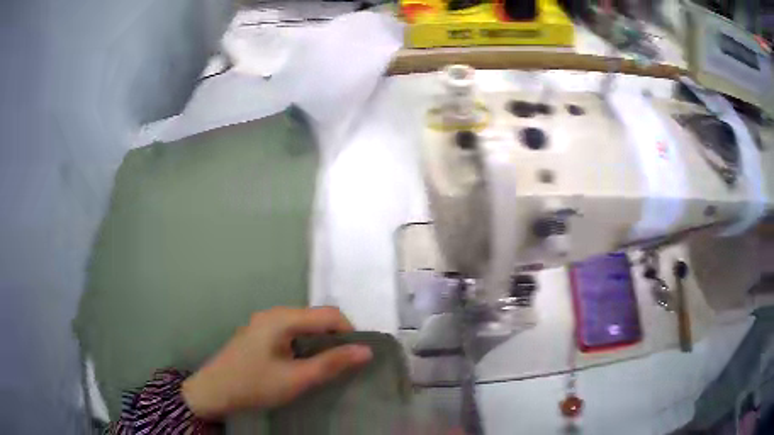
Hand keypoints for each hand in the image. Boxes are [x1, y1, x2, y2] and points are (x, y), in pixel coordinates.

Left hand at [182, 306, 371, 418]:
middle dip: (335, 337)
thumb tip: (366, 350)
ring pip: (303, 325)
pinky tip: (302, 364)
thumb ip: (331, 363)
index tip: (358, 356)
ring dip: (319, 342)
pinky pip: (289, 332)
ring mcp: (263, 323)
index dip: (349, 332)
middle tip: (344, 363)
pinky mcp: (258, 334)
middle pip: (315, 317)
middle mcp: (273, 314)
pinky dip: (304, 344)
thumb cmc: (254, 385)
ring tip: (326, 366)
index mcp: (282, 318)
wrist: (213, 392)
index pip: (328, 314)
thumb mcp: (296, 378)